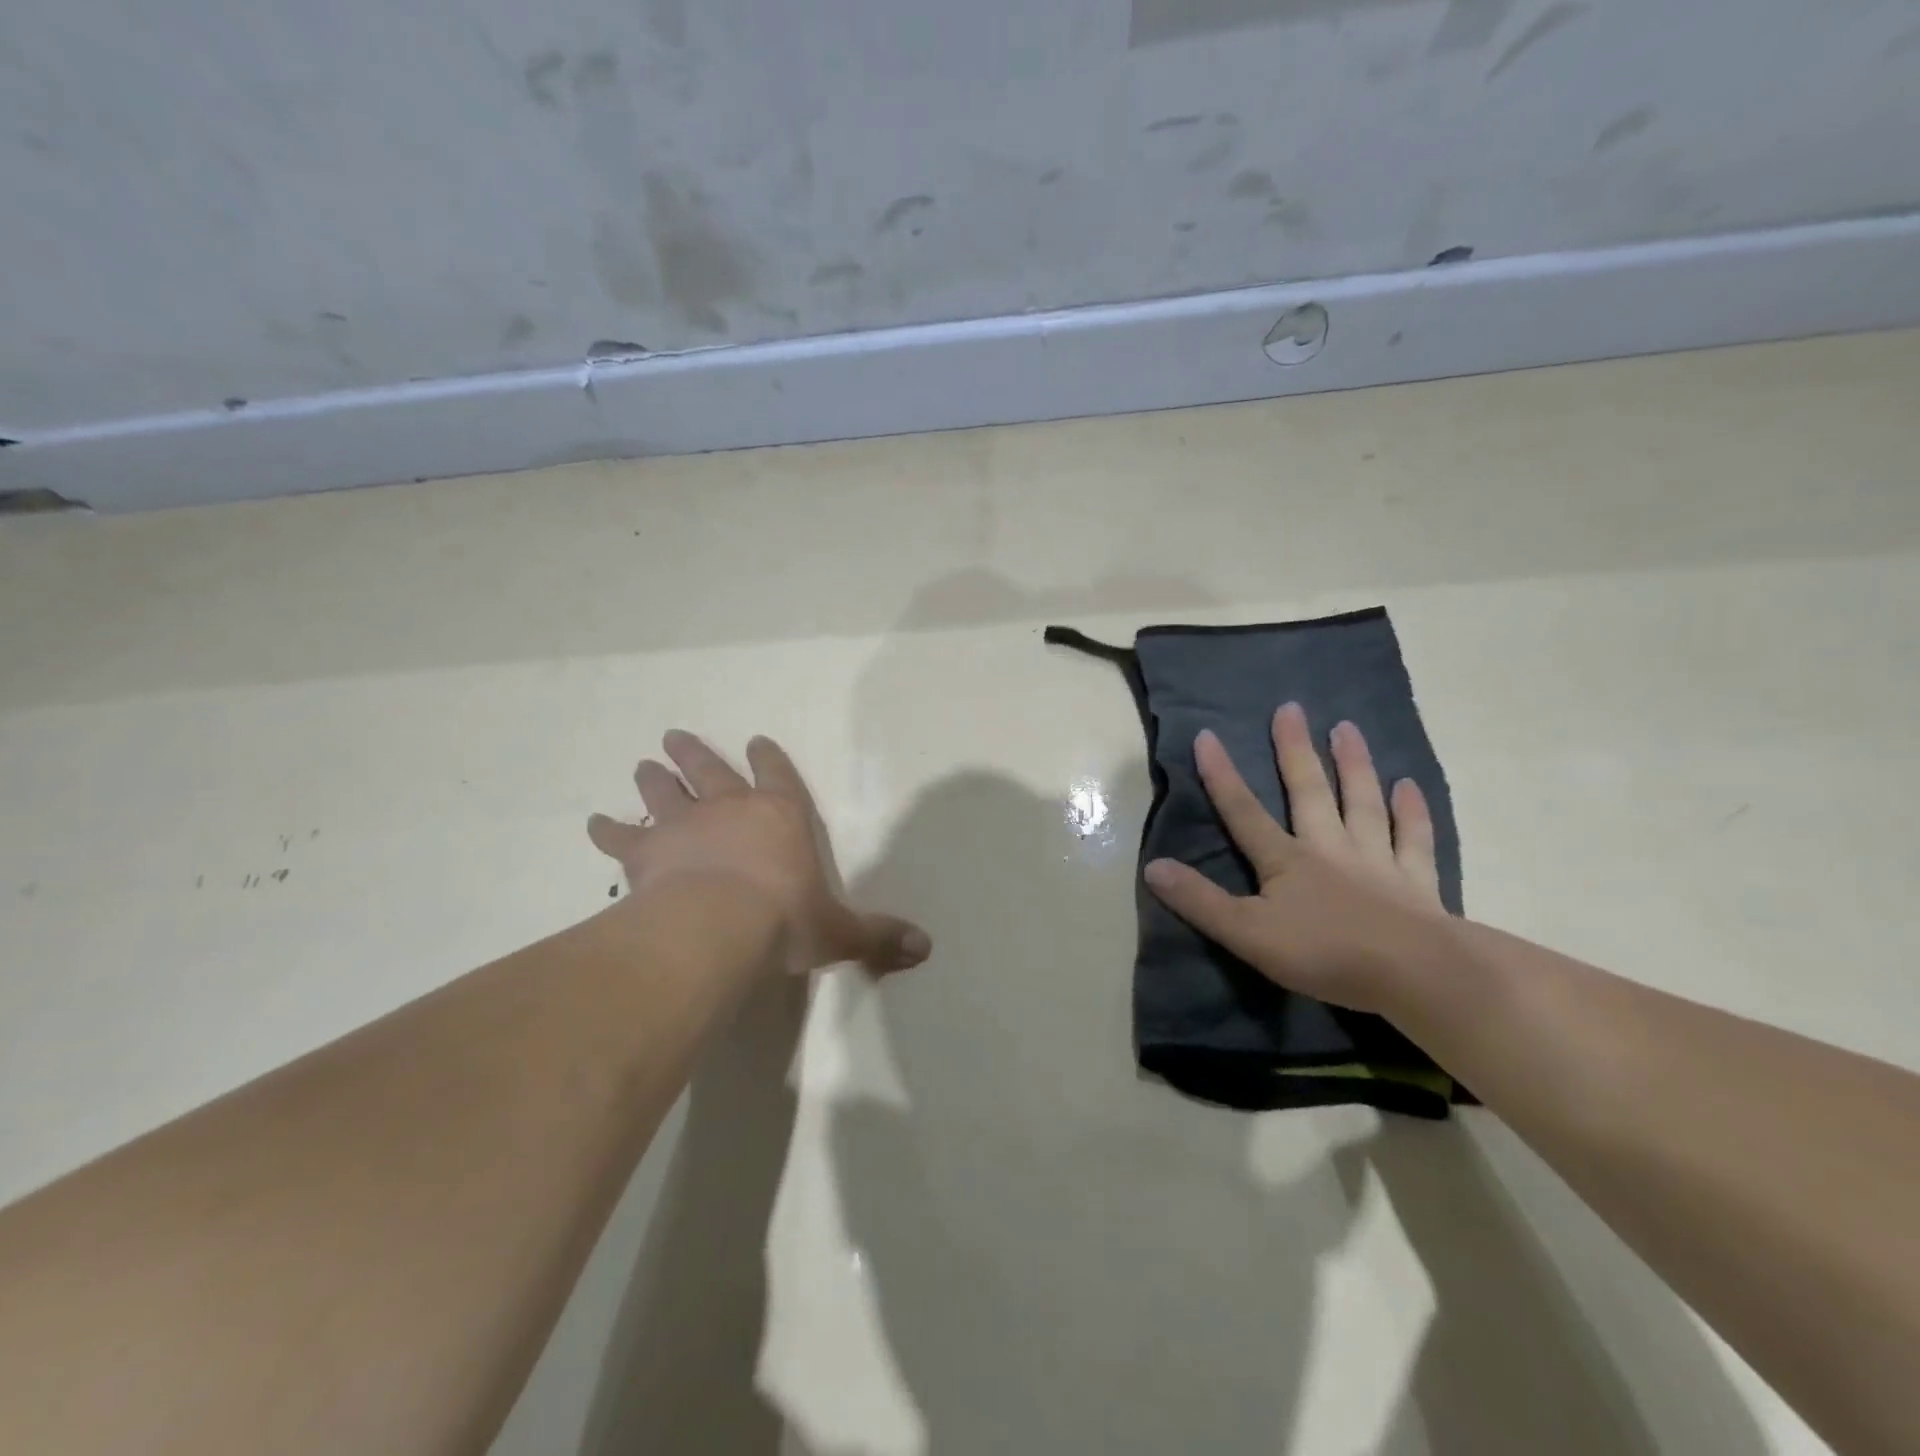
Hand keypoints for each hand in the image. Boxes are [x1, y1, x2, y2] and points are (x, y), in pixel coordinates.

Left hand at [587, 731, 930, 976]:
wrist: (719, 925)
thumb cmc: (785, 920)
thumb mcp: (839, 932)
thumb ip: (878, 936)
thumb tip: (926, 949)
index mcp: (780, 817)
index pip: (778, 777)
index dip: (769, 759)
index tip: (756, 741)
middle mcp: (731, 809)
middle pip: (710, 771)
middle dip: (696, 754)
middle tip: (675, 736)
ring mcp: (685, 826)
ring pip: (666, 792)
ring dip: (654, 779)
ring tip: (643, 764)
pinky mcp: (647, 853)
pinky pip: (621, 837)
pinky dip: (606, 831)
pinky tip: (593, 823)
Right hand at [1143, 703, 1452, 1014]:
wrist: (1416, 975)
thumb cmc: (1326, 954)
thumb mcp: (1248, 934)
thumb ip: (1200, 901)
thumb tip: (1152, 866)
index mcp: (1286, 861)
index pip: (1244, 812)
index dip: (1222, 775)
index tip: (1207, 734)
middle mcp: (1329, 848)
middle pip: (1309, 792)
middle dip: (1295, 751)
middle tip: (1291, 708)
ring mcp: (1376, 861)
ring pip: (1362, 803)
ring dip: (1354, 765)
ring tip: (1347, 727)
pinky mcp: (1417, 883)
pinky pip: (1413, 839)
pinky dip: (1412, 812)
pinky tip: (1410, 786)